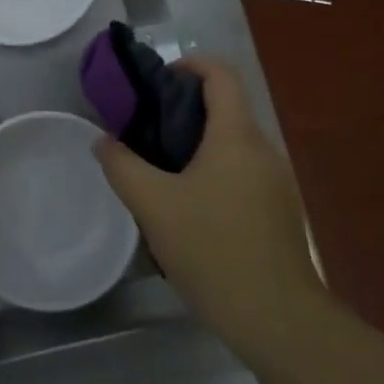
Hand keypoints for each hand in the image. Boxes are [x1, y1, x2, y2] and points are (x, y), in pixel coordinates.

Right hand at [96, 56, 318, 349]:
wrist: (277, 319)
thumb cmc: (213, 249)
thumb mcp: (153, 205)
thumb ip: (122, 166)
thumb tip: (103, 141)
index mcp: (236, 135)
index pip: (220, 73)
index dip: (190, 64)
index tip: (157, 81)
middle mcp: (263, 148)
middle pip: (226, 107)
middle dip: (185, 109)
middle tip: (146, 130)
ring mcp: (276, 181)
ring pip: (233, 144)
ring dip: (198, 144)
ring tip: (161, 172)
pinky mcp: (280, 211)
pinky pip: (243, 172)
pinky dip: (215, 172)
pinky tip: (190, 209)